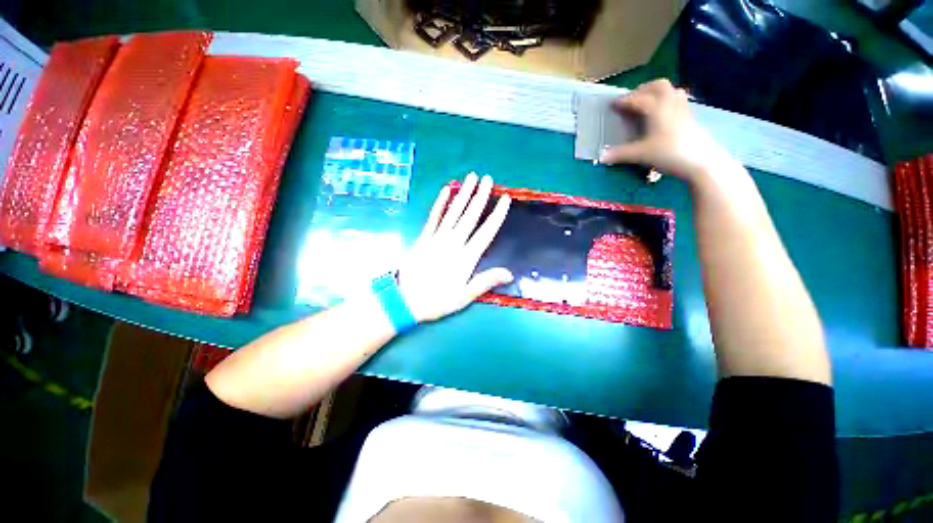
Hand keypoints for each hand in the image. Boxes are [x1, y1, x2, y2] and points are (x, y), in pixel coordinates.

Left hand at [398, 173, 512, 321]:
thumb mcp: (464, 297)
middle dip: (480, 196)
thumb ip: (485, 282)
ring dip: (463, 194)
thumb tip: (509, 274)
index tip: (504, 199)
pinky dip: (439, 203)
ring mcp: (437, 238)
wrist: (404, 300)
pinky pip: (433, 217)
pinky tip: (445, 191)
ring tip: (471, 178)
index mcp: (466, 258)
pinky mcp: (423, 237)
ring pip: (453, 212)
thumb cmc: (437, 300)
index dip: (497, 215)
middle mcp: (453, 243)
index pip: (486, 232)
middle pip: (470, 216)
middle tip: (487, 179)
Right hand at [599, 79, 734, 183]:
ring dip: (657, 92)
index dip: (624, 101)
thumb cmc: (669, 153)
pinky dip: (667, 100)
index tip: (612, 104)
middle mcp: (670, 103)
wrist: (701, 161)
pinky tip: (662, 113)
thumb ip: (620, 154)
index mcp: (657, 109)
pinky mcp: (690, 117)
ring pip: (671, 90)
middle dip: (643, 89)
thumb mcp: (641, 155)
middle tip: (631, 100)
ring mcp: (683, 109)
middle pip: (658, 86)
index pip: (638, 99)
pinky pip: (678, 100)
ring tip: (646, 103)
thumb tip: (601, 157)